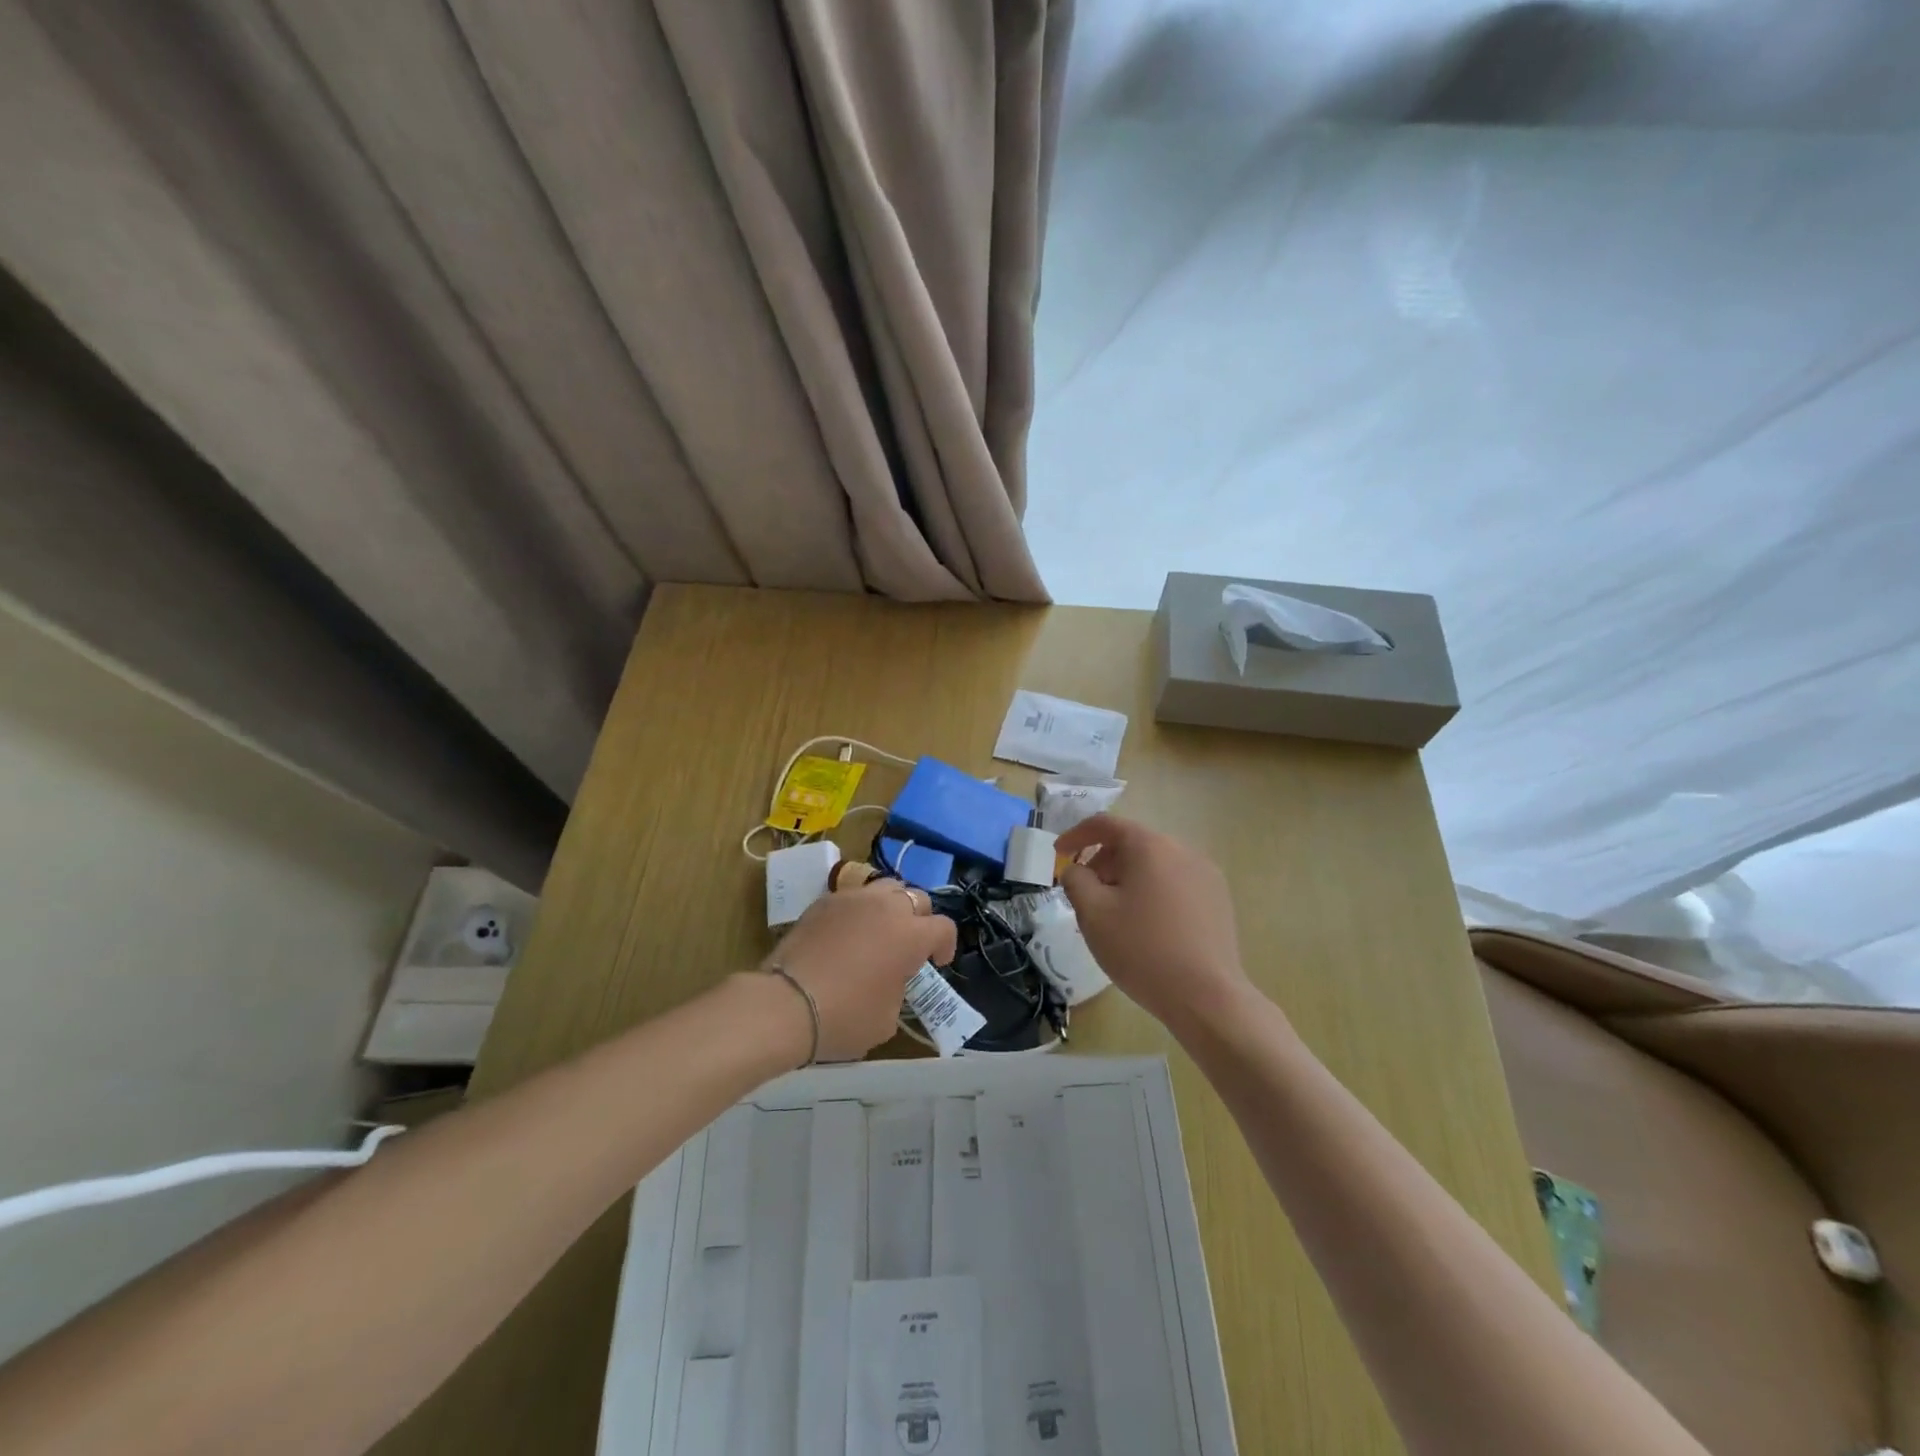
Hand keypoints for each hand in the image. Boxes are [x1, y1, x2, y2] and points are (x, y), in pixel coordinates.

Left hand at [762, 880, 957, 1061]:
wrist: (785, 1004)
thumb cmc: (845, 1018)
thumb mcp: (888, 1018)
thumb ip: (900, 989)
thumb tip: (892, 979)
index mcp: (911, 935)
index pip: (944, 927)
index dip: (945, 945)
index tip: (936, 963)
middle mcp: (887, 907)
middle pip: (917, 898)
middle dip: (920, 920)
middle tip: (909, 944)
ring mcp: (853, 899)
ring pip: (886, 887)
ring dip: (891, 905)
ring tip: (880, 929)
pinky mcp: (824, 901)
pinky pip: (853, 896)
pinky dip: (859, 910)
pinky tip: (848, 932)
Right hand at [1056, 813, 1253, 1033]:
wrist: (1206, 997)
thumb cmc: (1142, 950)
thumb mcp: (1093, 914)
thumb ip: (1075, 881)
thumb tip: (1076, 870)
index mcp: (1150, 846)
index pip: (1106, 824)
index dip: (1076, 835)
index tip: (1059, 854)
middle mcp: (1182, 850)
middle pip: (1132, 844)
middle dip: (1102, 862)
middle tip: (1085, 894)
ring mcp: (1205, 874)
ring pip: (1155, 864)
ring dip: (1128, 879)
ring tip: (1116, 914)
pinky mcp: (1218, 899)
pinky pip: (1176, 882)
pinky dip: (1153, 892)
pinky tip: (1147, 926)